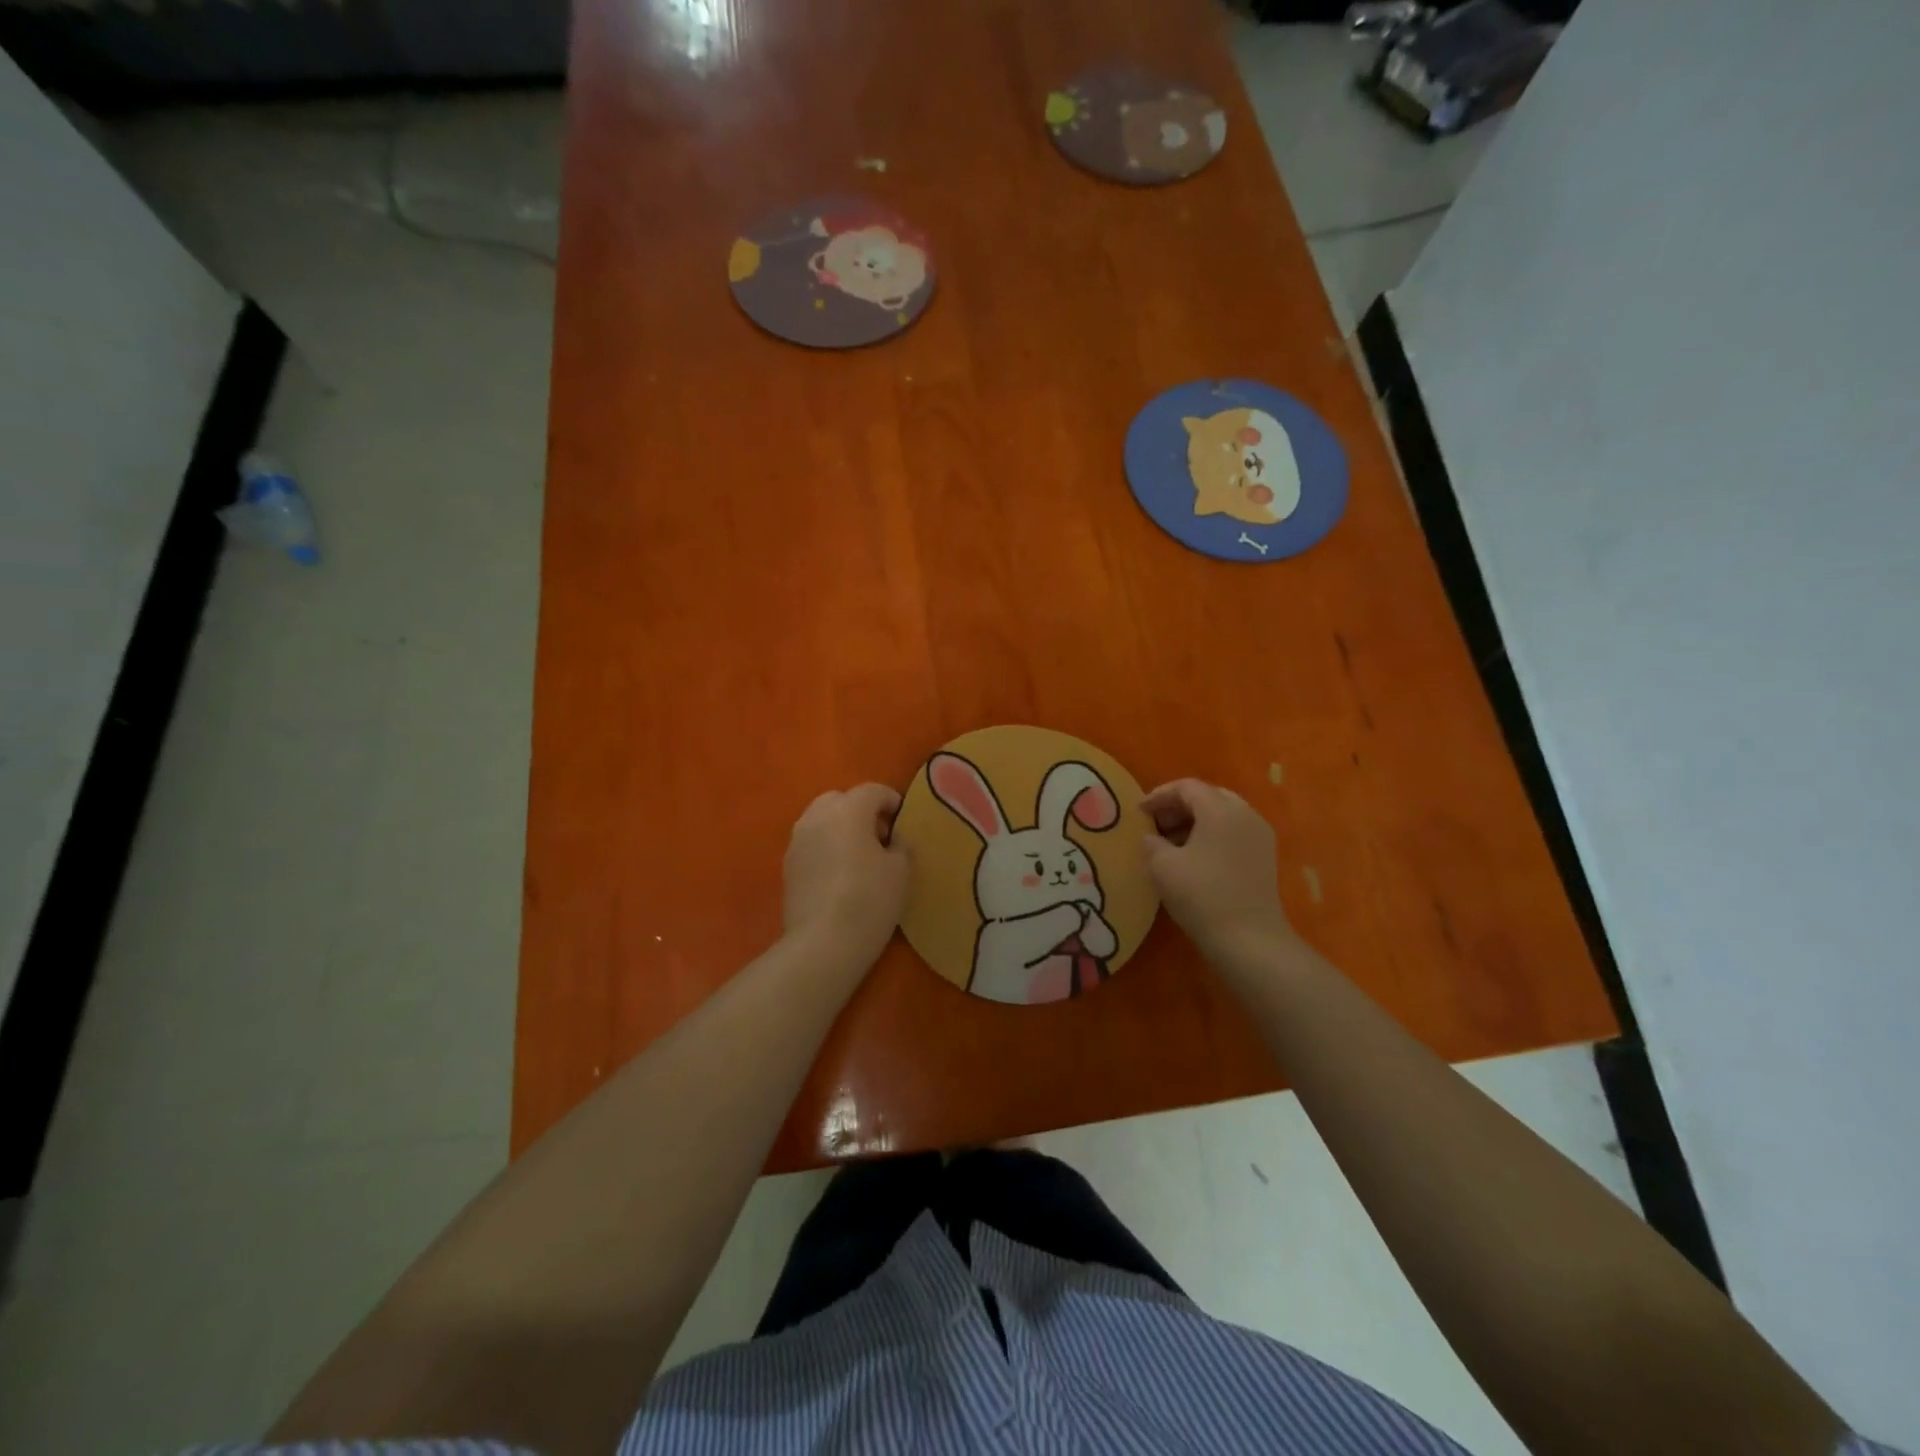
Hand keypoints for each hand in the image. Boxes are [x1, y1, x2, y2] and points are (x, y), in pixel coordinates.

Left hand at [782, 783, 910, 967]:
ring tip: (859, 856)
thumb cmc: (870, 899)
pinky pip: (811, 843)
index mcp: (848, 809)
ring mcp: (797, 840)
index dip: (892, 802)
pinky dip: (826, 848)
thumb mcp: (901, 870)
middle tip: (879, 837)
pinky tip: (839, 875)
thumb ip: (899, 845)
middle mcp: (817, 816)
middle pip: (841, 800)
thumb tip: (892, 840)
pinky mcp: (787, 866)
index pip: (873, 790)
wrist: (823, 942)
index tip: (903, 822)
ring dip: (840, 828)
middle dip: (861, 811)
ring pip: (821, 820)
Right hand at [1141, 779, 1295, 966]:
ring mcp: (1259, 835)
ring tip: (1171, 841)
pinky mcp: (1264, 856)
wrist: (1249, 939)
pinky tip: (1195, 856)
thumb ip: (1152, 843)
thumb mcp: (1162, 866)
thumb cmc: (1201, 895)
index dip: (1159, 795)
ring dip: (1195, 820)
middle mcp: (1245, 814)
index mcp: (1220, 809)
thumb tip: (1151, 837)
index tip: (1138, 812)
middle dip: (1179, 805)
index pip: (1186, 787)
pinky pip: (1234, 831)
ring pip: (1223, 814)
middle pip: (1208, 796)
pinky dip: (1212, 834)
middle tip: (1155, 822)